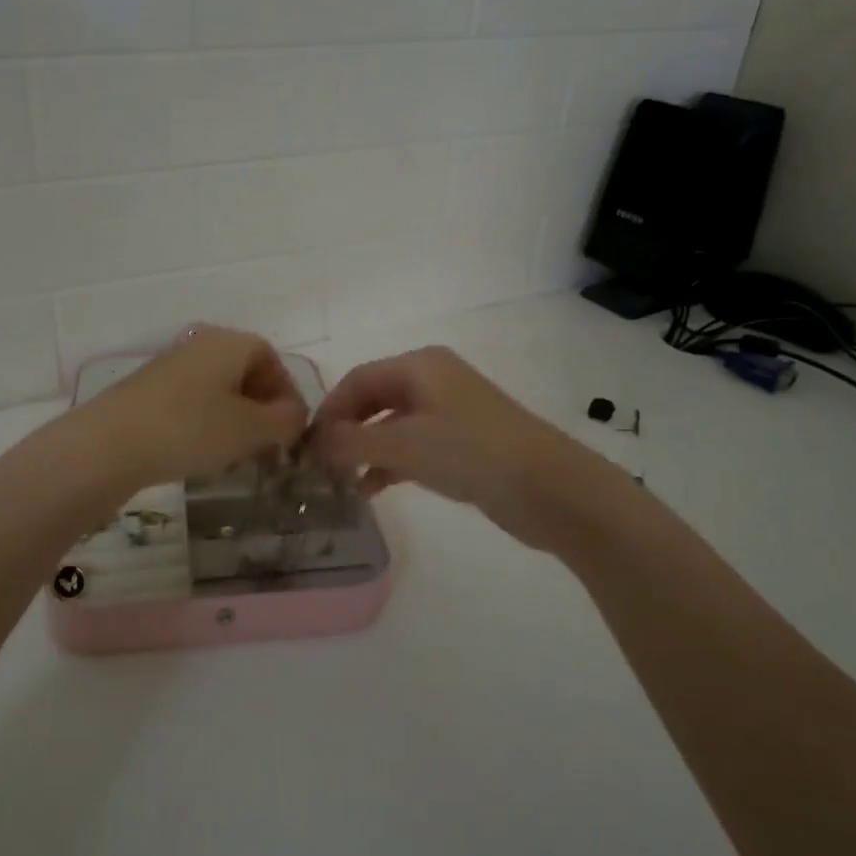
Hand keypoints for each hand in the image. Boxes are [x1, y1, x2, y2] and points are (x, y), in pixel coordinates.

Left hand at [89, 326, 308, 486]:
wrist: (109, 444)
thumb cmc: (190, 429)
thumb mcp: (250, 429)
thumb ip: (285, 420)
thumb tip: (295, 416)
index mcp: (229, 343)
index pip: (272, 359)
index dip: (287, 394)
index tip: (290, 431)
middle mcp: (200, 346)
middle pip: (244, 375)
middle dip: (261, 412)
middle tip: (267, 450)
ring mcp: (170, 368)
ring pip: (218, 393)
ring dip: (235, 424)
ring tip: (236, 459)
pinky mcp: (147, 394)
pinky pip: (191, 405)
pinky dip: (206, 427)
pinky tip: (202, 457)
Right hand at [310, 345, 606, 551]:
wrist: (550, 488)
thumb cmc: (470, 453)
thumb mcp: (402, 444)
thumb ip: (351, 442)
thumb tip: (313, 444)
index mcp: (419, 365)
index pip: (357, 380)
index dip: (328, 411)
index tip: (305, 447)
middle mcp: (433, 380)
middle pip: (372, 400)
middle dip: (345, 431)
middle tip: (320, 466)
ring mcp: (451, 411)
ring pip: (392, 425)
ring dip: (364, 450)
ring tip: (340, 483)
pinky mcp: (463, 443)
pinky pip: (413, 446)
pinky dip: (389, 463)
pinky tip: (371, 490)